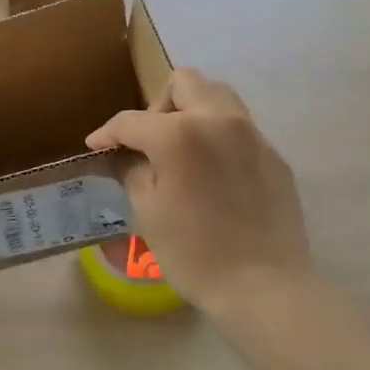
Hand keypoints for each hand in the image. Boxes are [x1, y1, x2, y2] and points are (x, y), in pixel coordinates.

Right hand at [87, 69, 312, 321]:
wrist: (265, 286)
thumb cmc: (195, 253)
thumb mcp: (148, 212)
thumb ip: (133, 171)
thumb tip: (126, 156)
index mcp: (179, 134)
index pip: (132, 120)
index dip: (108, 132)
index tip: (96, 146)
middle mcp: (218, 120)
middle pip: (184, 83)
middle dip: (158, 105)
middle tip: (149, 141)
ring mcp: (252, 135)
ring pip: (218, 95)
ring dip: (192, 110)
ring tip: (182, 149)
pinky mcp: (273, 155)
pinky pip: (240, 127)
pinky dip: (218, 136)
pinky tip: (213, 174)